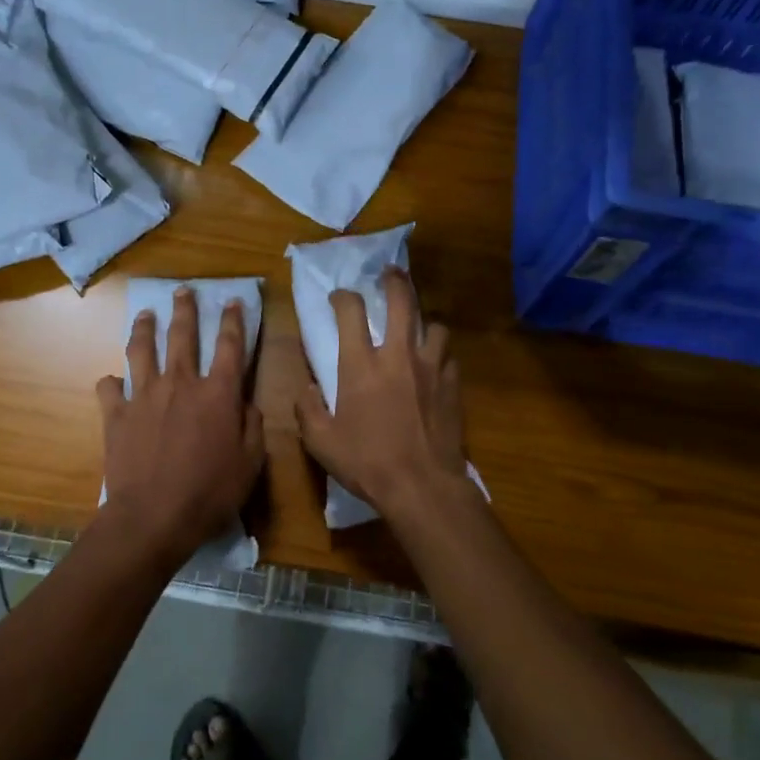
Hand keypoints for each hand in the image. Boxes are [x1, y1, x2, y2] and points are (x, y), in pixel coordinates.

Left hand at [96, 289, 265, 565]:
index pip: (230, 346)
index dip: (233, 321)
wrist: (152, 517)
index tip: (232, 300)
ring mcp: (144, 396)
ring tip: (145, 314)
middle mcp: (181, 383)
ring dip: (144, 328)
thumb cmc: (210, 492)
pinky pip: (110, 388)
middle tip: (182, 291)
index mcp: (218, 393)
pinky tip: (111, 380)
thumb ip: (251, 426)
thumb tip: (246, 403)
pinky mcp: (117, 414)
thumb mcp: (250, 464)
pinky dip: (111, 382)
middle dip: (184, 309)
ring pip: (142, 350)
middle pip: (182, 336)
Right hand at [295, 268, 473, 528]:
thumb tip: (306, 389)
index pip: (350, 312)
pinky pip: (449, 357)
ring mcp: (431, 368)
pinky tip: (435, 365)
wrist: (422, 486)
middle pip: (402, 301)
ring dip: (424, 321)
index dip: (343, 297)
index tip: (339, 297)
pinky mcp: (453, 386)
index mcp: (361, 365)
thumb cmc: (367, 462)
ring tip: (419, 326)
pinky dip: (440, 355)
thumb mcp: (321, 442)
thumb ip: (308, 410)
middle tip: (390, 273)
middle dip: (395, 281)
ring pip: (435, 325)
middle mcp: (398, 356)